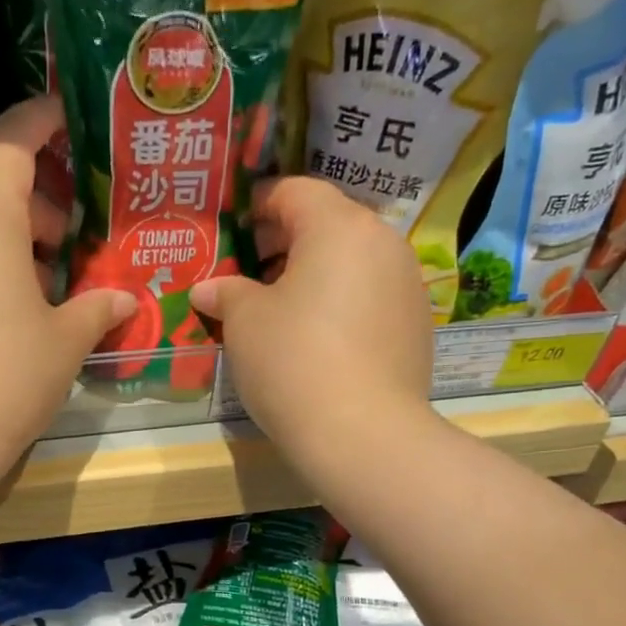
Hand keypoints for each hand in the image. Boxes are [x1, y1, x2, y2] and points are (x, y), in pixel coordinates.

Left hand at [0, 96, 135, 471]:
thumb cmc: (6, 377)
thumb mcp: (64, 343)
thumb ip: (96, 310)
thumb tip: (124, 299)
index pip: (8, 144)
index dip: (37, 122)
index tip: (63, 118)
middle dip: (34, 210)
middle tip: (67, 249)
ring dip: (5, 246)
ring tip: (39, 294)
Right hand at [190, 176, 432, 461]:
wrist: (363, 435)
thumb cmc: (293, 362)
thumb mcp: (245, 323)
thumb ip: (226, 293)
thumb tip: (208, 289)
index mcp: (339, 226)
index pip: (295, 191)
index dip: (260, 203)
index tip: (235, 228)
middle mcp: (383, 243)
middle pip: (329, 223)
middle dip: (285, 241)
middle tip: (250, 272)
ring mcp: (407, 285)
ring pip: (353, 261)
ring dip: (315, 273)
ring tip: (281, 309)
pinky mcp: (417, 325)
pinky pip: (371, 296)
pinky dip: (341, 303)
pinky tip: (318, 340)